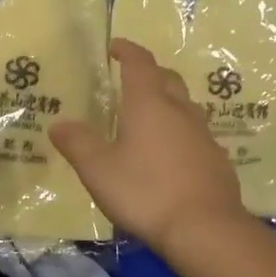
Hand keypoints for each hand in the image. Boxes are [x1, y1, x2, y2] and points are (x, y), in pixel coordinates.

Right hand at [50, 38, 252, 253]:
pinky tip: (170, 154)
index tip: (115, 47)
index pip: (139, 63)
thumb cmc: (146, 192)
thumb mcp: (98, 170)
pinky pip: (195, 134)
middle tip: (130, 80)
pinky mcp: (217, 160)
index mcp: (149, 103)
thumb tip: (58, 124)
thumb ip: (77, 143)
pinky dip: (180, 132)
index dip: (127, 50)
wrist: (206, 229)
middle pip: (167, 78)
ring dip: (167, 102)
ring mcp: (203, 135)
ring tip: (148, 118)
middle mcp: (180, 111)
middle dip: (149, 73)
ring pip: (185, 105)